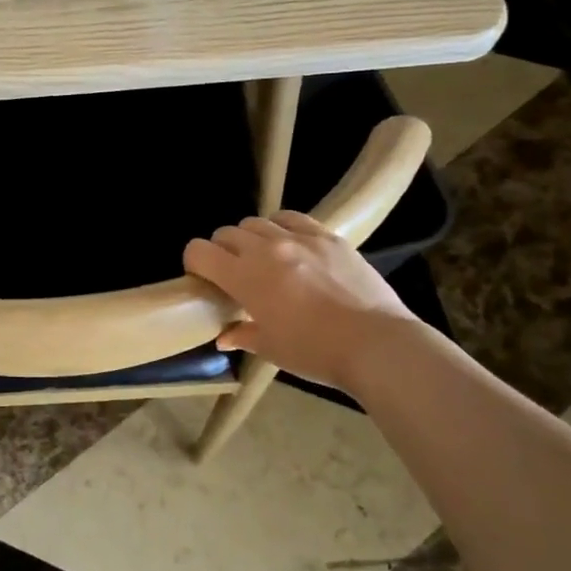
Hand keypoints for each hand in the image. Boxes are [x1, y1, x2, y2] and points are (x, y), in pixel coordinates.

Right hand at [183, 212, 417, 391]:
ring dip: (250, 238)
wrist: (376, 344)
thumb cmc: (315, 352)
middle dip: (221, 250)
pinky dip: (281, 227)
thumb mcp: (271, 348)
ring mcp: (299, 238)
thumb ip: (242, 335)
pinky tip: (290, 244)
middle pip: (226, 233)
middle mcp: (266, 249)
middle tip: (233, 273)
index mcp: (244, 277)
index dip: (194, 262)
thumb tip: (224, 336)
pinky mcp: (327, 236)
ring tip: (263, 258)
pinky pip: (292, 218)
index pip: (199, 251)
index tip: (202, 278)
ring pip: (257, 222)